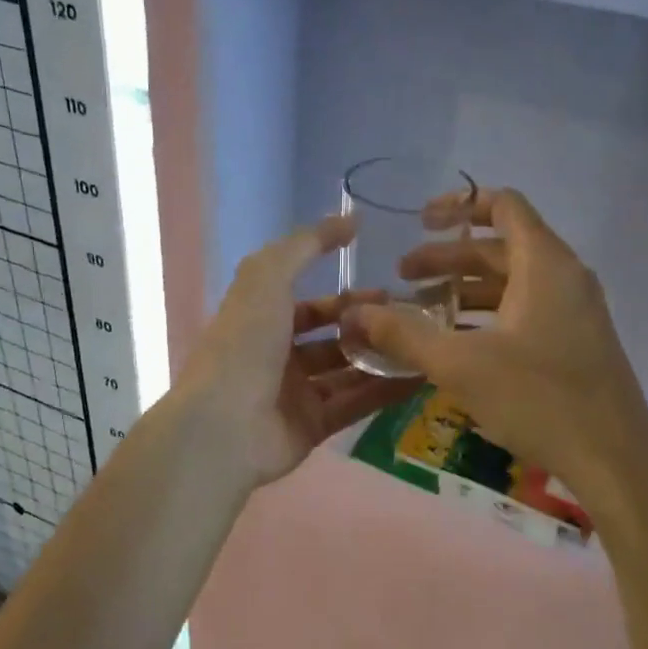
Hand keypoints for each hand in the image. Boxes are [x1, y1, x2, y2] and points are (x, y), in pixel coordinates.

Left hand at [175, 215, 424, 488]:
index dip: (345, 298)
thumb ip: (306, 245)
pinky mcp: (313, 428)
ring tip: (423, 346)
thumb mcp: (267, 278)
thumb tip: (349, 220)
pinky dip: (385, 392)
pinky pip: (355, 404)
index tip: (387, 291)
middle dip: (369, 329)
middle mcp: (278, 357)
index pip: (308, 306)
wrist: (224, 425)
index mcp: (261, 322)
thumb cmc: (243, 345)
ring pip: (347, 372)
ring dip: (382, 358)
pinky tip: (420, 376)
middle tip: (411, 322)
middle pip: (332, 339)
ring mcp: (295, 395)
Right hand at [350, 188, 647, 502]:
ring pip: (511, 283)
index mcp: (544, 265)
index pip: (503, 206)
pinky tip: (456, 344)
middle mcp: (564, 277)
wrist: (613, 458)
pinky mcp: (575, 342)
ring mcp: (574, 311)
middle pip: (500, 248)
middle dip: (447, 258)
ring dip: (464, 291)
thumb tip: (355, 314)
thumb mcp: (460, 365)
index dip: (459, 205)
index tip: (419, 221)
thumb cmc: (538, 399)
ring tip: (419, 313)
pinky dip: (488, 316)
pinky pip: (525, 311)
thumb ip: (404, 335)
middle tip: (402, 277)